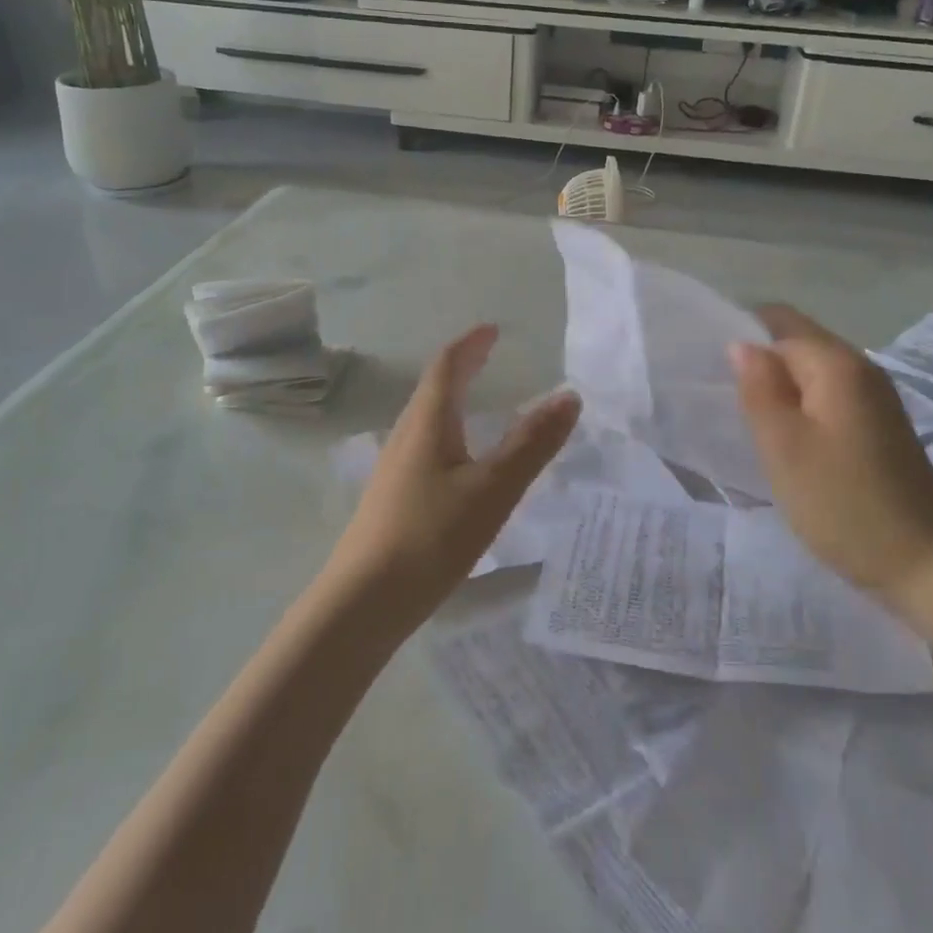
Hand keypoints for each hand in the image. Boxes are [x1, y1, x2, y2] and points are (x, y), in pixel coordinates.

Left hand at [328, 324, 580, 628]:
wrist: (362, 604)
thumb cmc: (431, 537)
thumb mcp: (493, 489)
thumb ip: (532, 443)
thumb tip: (569, 395)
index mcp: (427, 423)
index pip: (447, 367)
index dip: (471, 344)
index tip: (493, 329)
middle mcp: (405, 437)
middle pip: (433, 388)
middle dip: (463, 367)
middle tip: (490, 355)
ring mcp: (394, 470)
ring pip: (427, 420)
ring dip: (454, 399)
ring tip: (479, 401)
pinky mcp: (393, 499)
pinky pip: (425, 447)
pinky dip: (449, 432)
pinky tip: (460, 462)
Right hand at [731, 305, 932, 612]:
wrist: (925, 566)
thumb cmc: (843, 503)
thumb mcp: (784, 446)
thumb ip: (758, 389)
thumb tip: (741, 345)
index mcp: (838, 364)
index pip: (780, 320)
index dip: (741, 332)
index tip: (708, 364)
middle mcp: (862, 369)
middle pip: (797, 343)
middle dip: (758, 362)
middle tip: (721, 398)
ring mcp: (875, 399)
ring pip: (811, 374)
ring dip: (778, 388)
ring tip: (744, 419)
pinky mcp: (879, 427)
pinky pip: (827, 398)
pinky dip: (800, 408)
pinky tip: (783, 438)